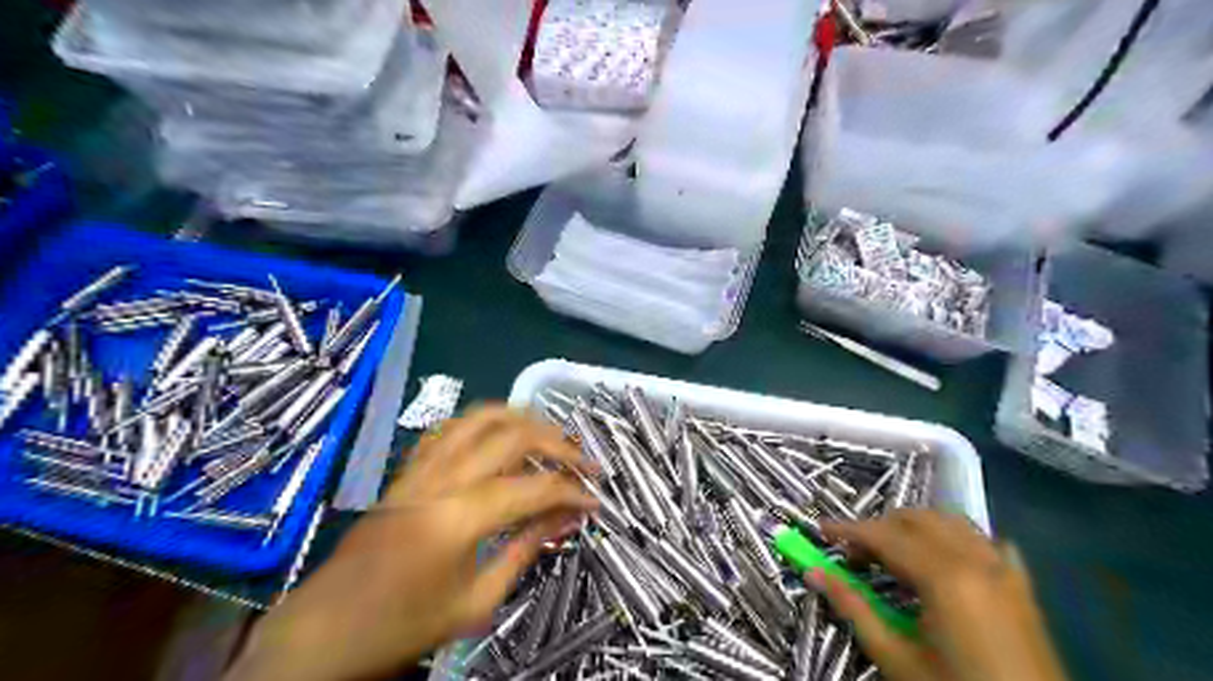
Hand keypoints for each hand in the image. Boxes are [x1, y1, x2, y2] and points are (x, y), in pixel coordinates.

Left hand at [226, 408, 595, 676]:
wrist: (325, 629)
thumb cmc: (403, 625)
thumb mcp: (475, 602)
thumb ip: (525, 550)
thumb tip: (566, 519)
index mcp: (458, 518)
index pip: (533, 488)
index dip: (571, 491)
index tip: (595, 501)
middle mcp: (441, 479)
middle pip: (511, 435)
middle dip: (556, 442)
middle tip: (582, 461)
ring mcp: (420, 468)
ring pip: (479, 417)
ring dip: (522, 419)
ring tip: (549, 436)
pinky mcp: (407, 469)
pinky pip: (449, 428)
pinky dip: (482, 423)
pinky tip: (498, 437)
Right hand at [815, 512, 1068, 679]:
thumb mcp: (897, 659)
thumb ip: (854, 609)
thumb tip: (815, 573)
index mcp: (944, 576)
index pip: (884, 536)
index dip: (848, 530)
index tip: (821, 529)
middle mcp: (976, 560)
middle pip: (917, 520)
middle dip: (881, 528)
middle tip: (855, 555)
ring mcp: (1004, 571)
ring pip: (952, 523)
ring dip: (917, 528)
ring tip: (894, 554)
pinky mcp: (1023, 587)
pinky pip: (988, 543)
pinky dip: (960, 540)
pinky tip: (949, 559)